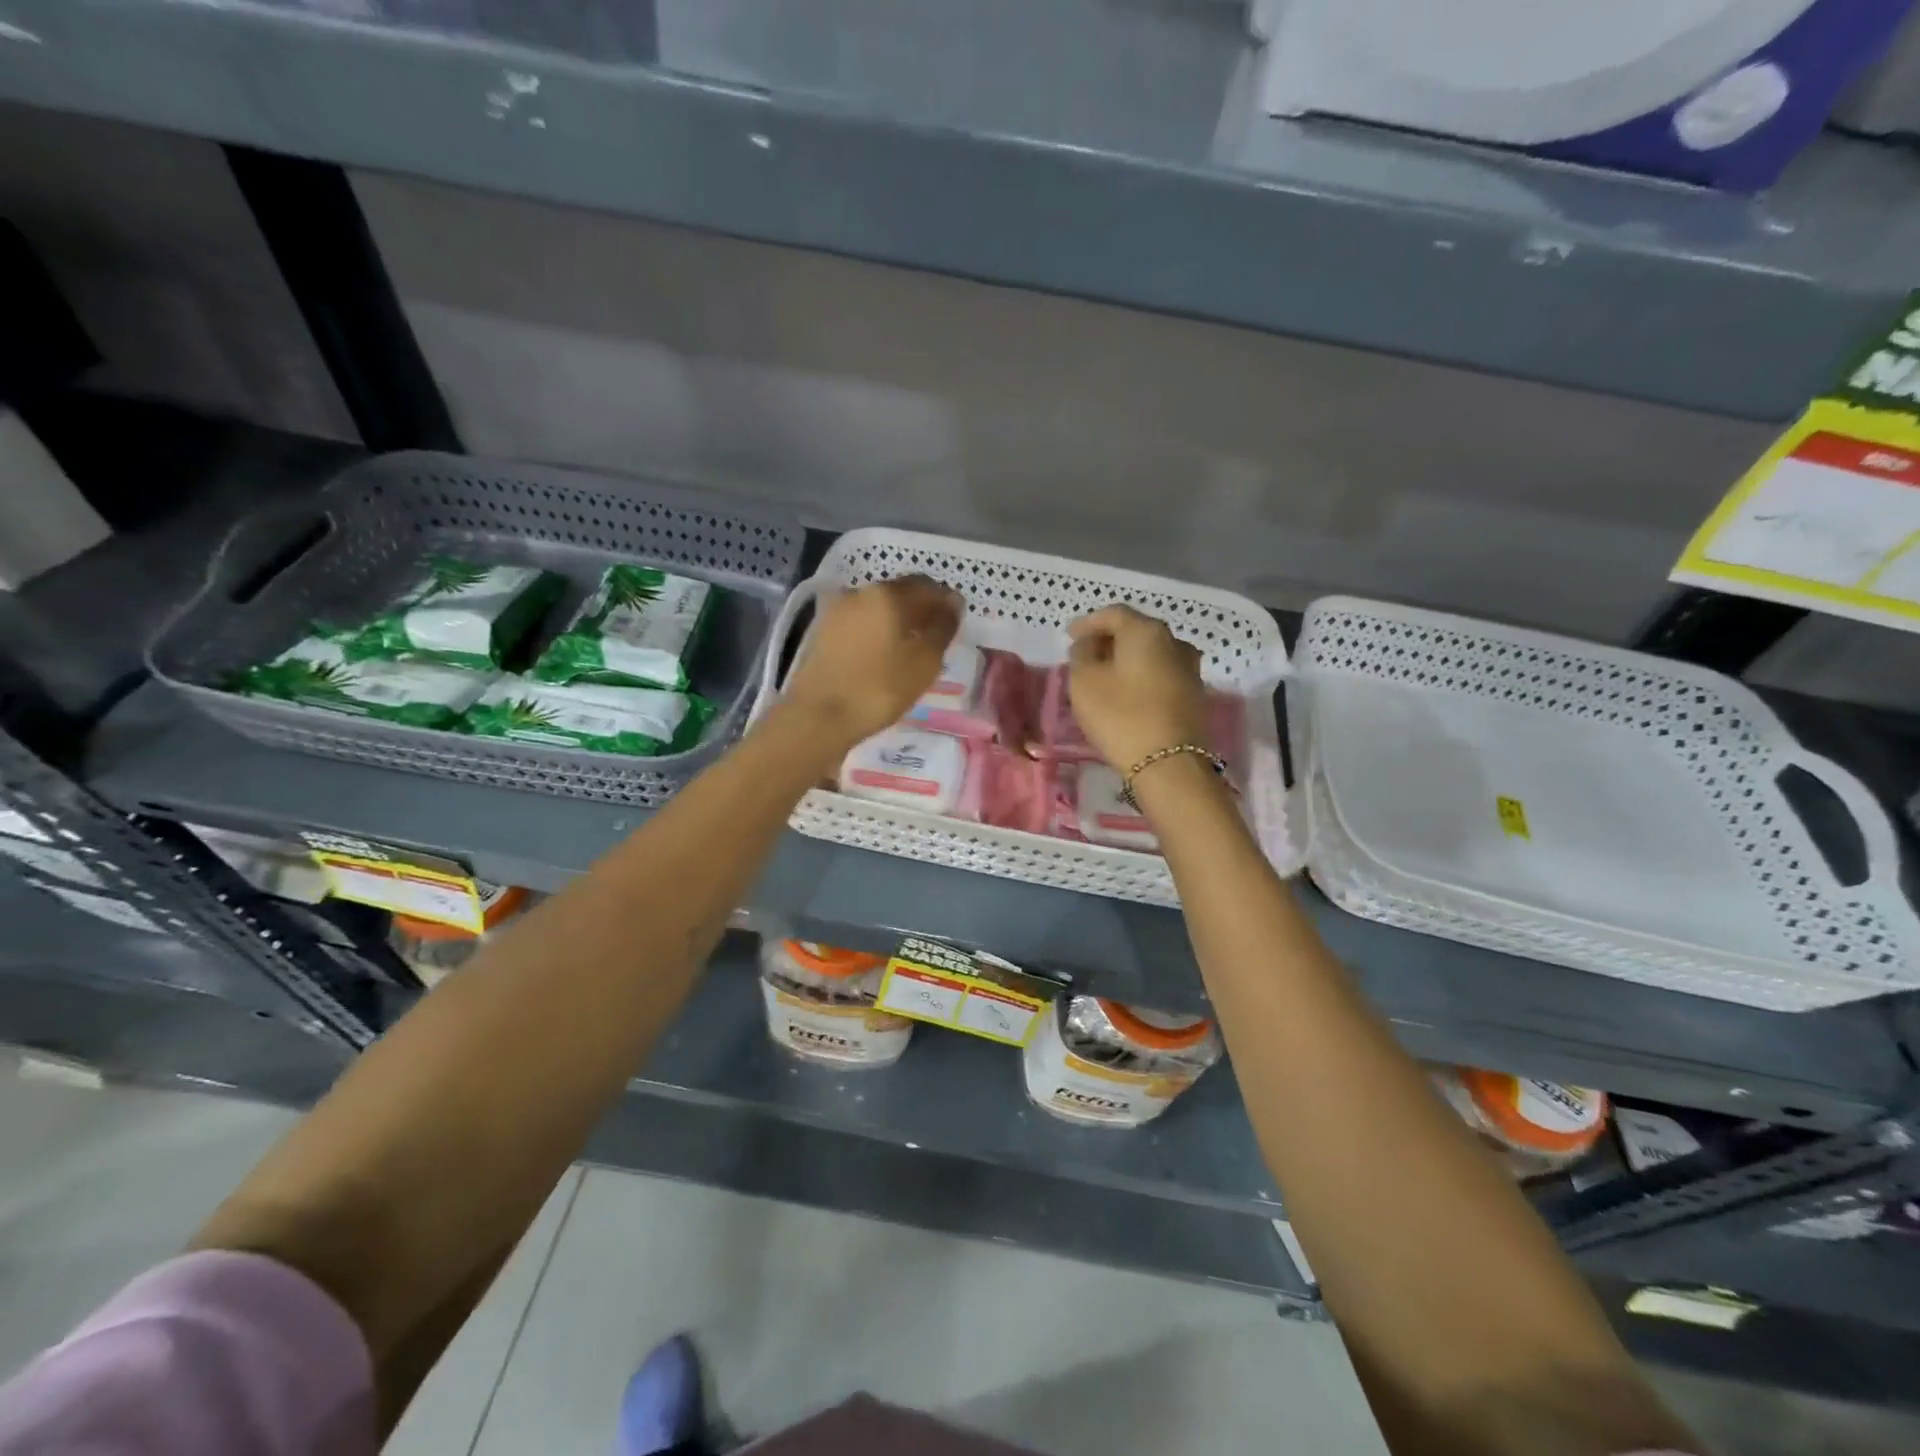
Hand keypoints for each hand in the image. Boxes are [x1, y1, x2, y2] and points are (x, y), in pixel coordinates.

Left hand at [784, 575, 961, 748]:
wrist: (818, 716)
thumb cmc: (879, 688)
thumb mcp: (924, 661)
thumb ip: (942, 627)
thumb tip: (953, 603)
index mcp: (888, 594)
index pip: (927, 586)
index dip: (946, 601)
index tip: (956, 623)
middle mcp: (860, 592)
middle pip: (900, 593)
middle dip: (922, 609)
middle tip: (937, 636)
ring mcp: (837, 611)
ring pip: (879, 608)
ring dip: (899, 621)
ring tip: (912, 648)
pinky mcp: (823, 631)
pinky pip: (861, 623)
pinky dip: (878, 631)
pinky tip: (886, 654)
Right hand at [1066, 605, 1208, 771]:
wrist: (1170, 764)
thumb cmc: (1121, 716)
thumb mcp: (1084, 682)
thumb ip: (1081, 655)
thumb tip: (1088, 645)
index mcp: (1146, 631)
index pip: (1113, 614)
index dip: (1088, 623)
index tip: (1069, 635)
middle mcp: (1174, 641)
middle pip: (1136, 630)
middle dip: (1109, 639)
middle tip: (1086, 652)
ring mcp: (1189, 668)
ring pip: (1151, 653)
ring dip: (1127, 658)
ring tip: (1106, 673)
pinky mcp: (1194, 694)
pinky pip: (1161, 673)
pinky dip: (1142, 675)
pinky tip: (1128, 690)